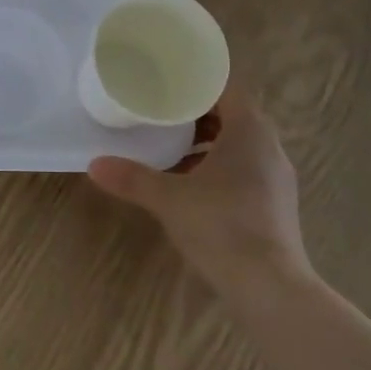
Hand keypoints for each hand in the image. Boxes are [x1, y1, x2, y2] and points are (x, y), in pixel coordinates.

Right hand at [88, 83, 314, 307]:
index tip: (168, 82)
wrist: (270, 288)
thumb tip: (94, 164)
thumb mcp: (169, 199)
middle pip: (232, 115)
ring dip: (207, 143)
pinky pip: (245, 169)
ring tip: (170, 147)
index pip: (227, 88)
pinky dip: (218, 167)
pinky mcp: (275, 204)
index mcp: (250, 131)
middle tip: (161, 113)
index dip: (198, 82)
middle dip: (197, 114)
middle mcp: (269, 147)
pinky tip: (190, 185)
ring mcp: (276, 178)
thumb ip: (133, 178)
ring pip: (239, 145)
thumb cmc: (222, 226)